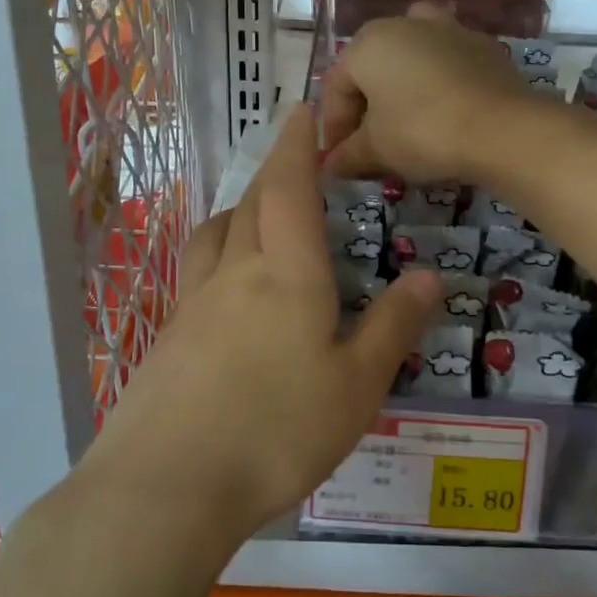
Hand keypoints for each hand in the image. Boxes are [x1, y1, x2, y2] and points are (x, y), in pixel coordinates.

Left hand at [82, 106, 442, 544]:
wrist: (167, 485)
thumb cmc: (277, 430)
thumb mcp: (357, 384)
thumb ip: (393, 326)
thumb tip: (428, 274)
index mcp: (287, 272)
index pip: (289, 188)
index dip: (296, 145)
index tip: (301, 111)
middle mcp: (235, 273)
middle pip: (250, 204)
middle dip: (272, 175)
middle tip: (294, 168)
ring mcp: (193, 304)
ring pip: (216, 236)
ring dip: (240, 213)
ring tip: (259, 220)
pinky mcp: (168, 338)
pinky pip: (198, 275)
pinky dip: (219, 258)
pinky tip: (229, 294)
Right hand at [321, 6, 539, 185]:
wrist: (502, 129)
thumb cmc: (423, 132)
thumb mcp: (375, 150)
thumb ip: (347, 156)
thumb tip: (331, 166)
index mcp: (368, 42)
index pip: (336, 87)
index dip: (333, 128)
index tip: (340, 161)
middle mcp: (405, 24)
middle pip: (373, 68)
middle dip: (367, 108)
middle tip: (370, 147)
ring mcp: (449, 30)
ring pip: (413, 59)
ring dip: (403, 88)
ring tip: (407, 123)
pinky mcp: (484, 47)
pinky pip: (448, 66)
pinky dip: (438, 87)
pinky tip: (445, 117)